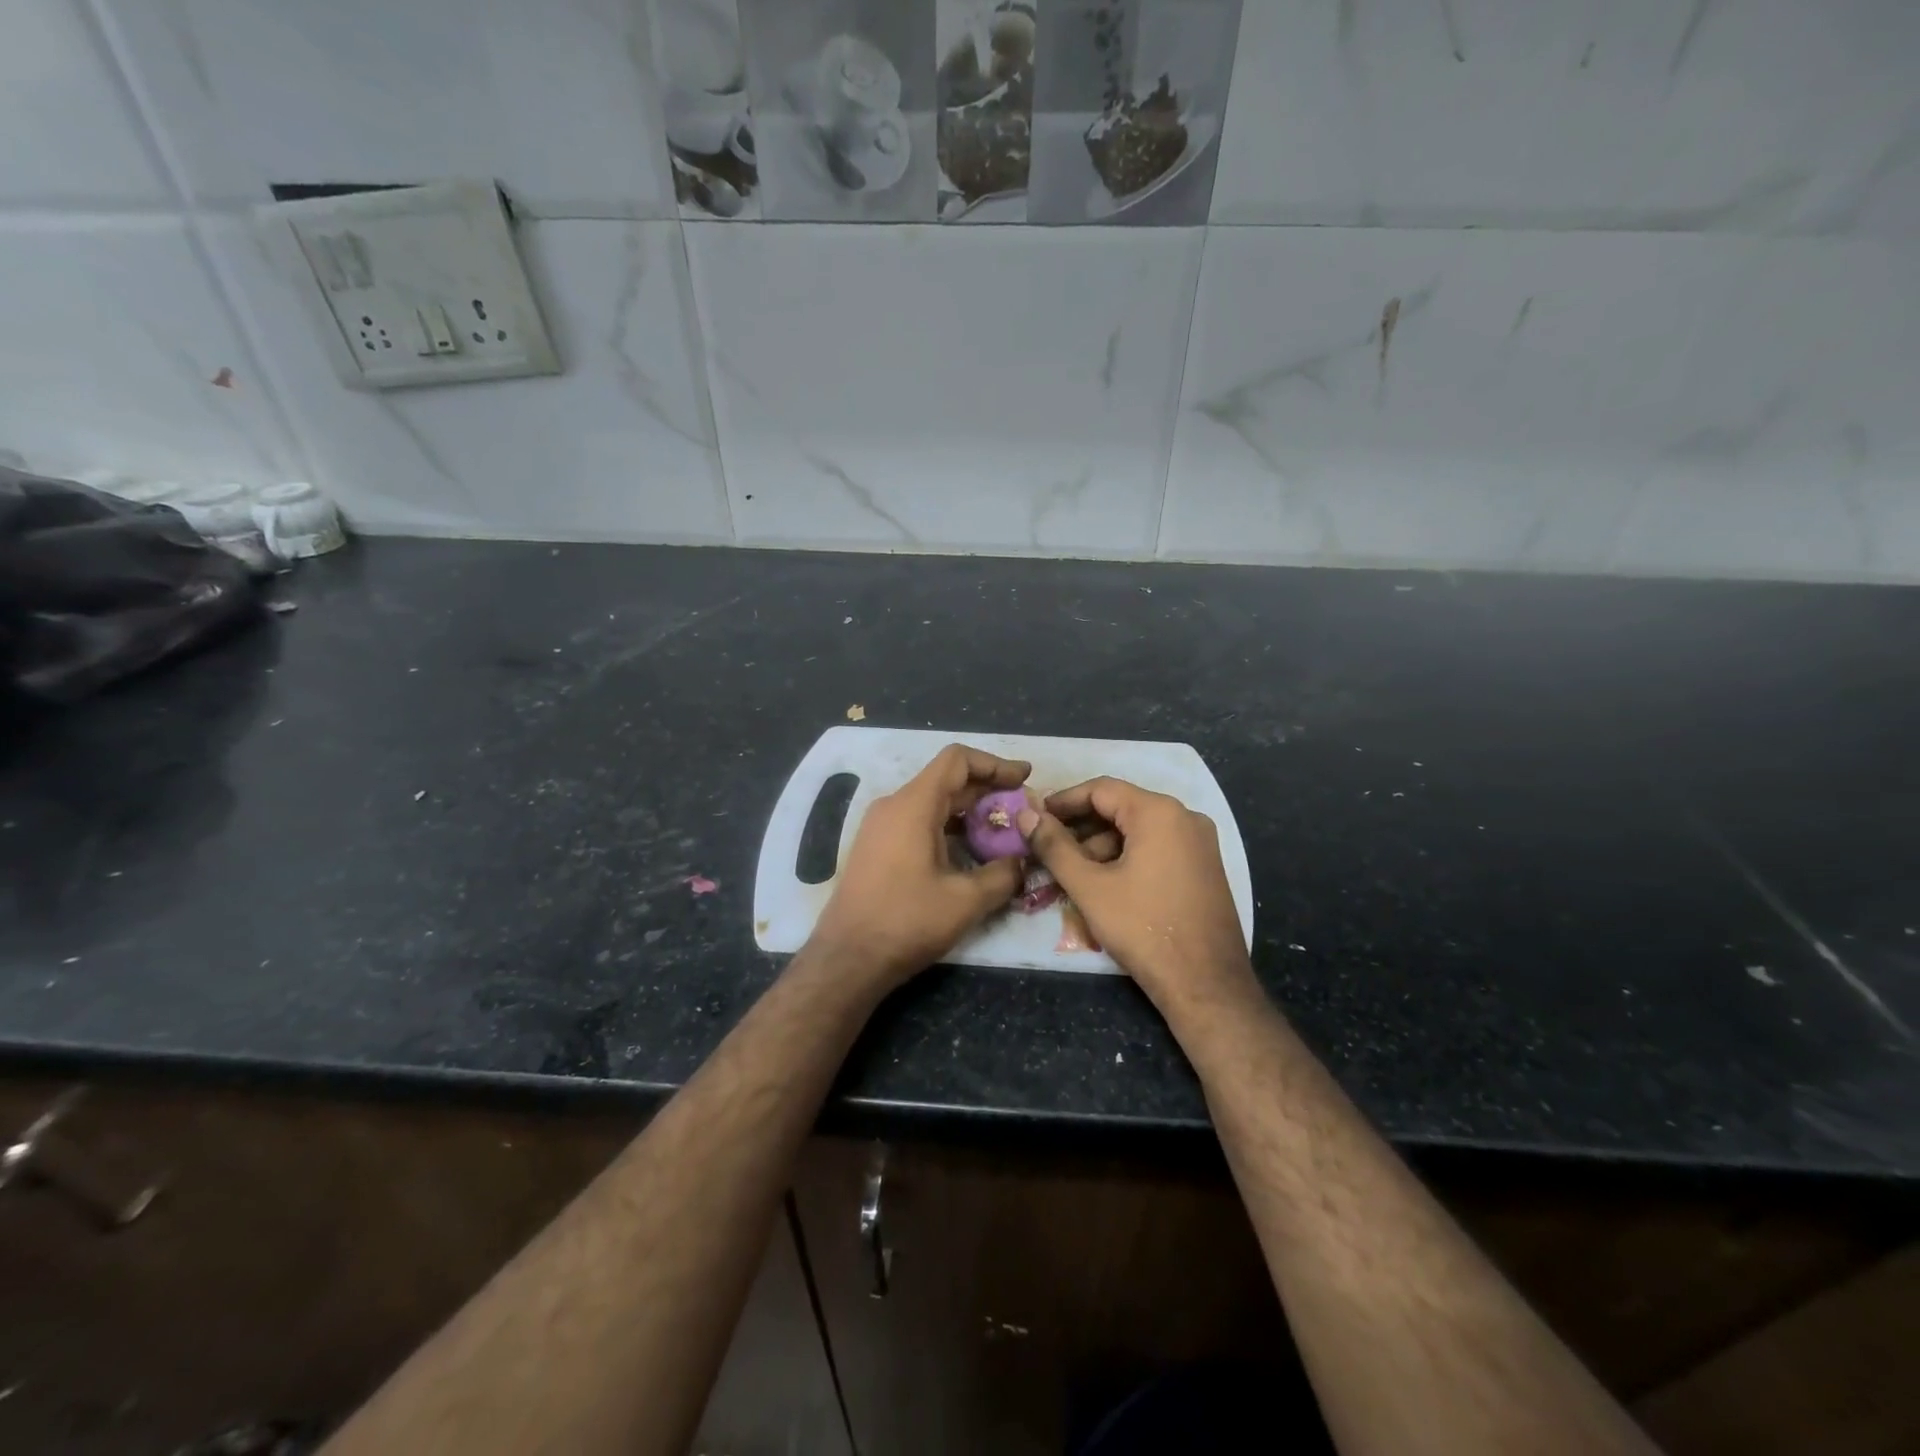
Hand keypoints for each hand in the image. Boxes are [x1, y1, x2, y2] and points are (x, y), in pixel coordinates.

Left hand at [810, 745, 1031, 992]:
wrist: (847, 958)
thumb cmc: (906, 922)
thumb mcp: (966, 901)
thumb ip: (1003, 875)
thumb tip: (1023, 861)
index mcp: (913, 805)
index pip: (957, 760)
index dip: (995, 764)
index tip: (1025, 778)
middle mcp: (893, 806)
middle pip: (946, 780)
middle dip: (987, 790)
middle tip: (1022, 809)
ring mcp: (880, 826)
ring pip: (932, 802)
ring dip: (968, 811)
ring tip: (1002, 831)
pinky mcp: (876, 847)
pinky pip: (917, 821)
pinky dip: (948, 826)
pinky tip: (970, 852)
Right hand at [1019, 777, 1250, 1011]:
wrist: (1206, 985)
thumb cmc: (1143, 929)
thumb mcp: (1089, 887)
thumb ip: (1054, 846)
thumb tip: (1025, 815)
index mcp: (1159, 812)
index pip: (1101, 789)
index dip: (1062, 801)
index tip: (1034, 817)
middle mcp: (1185, 817)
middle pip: (1121, 808)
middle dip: (1080, 827)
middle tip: (1046, 847)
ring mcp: (1199, 843)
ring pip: (1138, 831)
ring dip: (1101, 846)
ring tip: (1069, 872)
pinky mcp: (1204, 868)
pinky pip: (1157, 848)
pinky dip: (1126, 858)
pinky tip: (1103, 883)